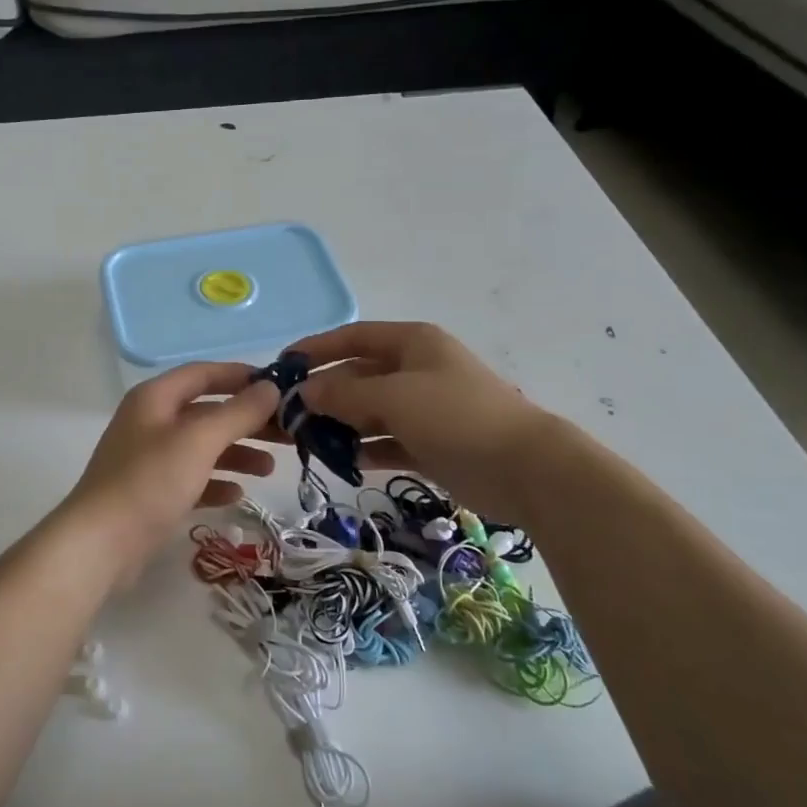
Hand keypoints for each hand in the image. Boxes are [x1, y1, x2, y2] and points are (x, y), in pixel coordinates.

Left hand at [60, 363, 280, 575]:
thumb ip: (237, 412)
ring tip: (270, 468)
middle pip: (208, 412)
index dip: (241, 377)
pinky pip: (192, 478)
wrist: (100, 544)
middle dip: (248, 420)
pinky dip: (215, 482)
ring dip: (237, 453)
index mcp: (155, 398)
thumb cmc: (150, 482)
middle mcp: (151, 422)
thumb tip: (269, 388)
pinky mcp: (152, 492)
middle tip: (289, 433)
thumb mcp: (198, 441)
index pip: (204, 374)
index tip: (279, 387)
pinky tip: (237, 494)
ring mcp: (149, 459)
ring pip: (202, 446)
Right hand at [283, 322, 557, 523]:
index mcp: (412, 343)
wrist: (524, 468)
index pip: (353, 338)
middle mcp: (415, 370)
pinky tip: (338, 461)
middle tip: (286, 415)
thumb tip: (304, 391)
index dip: (317, 348)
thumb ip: (344, 392)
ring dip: (338, 424)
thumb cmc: (455, 415)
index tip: (282, 365)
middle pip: (358, 376)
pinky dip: (362, 449)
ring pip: (368, 412)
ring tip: (304, 442)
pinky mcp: (429, 444)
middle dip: (323, 393)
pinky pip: (384, 441)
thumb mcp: (394, 396)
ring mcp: (423, 408)